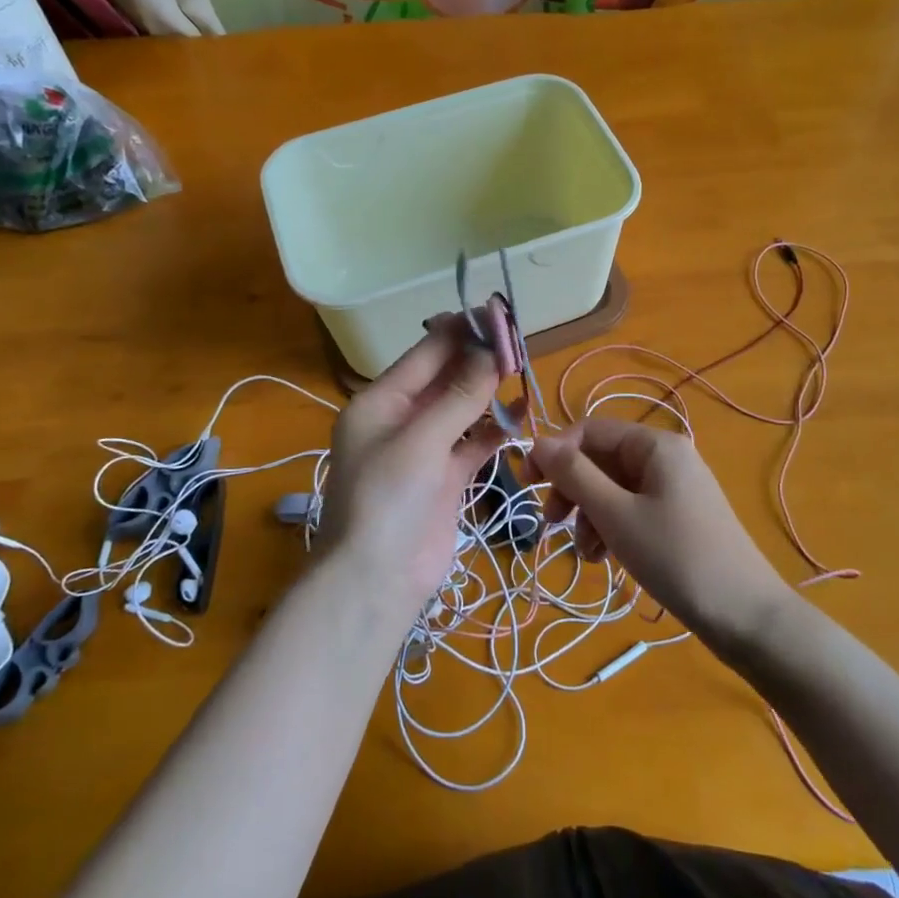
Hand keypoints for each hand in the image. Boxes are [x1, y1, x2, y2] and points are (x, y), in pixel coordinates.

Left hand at [317, 315, 503, 619]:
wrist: (376, 582)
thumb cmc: (386, 500)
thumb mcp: (420, 441)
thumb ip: (458, 396)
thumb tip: (490, 350)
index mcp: (380, 402)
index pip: (425, 354)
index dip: (461, 333)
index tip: (498, 316)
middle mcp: (401, 419)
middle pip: (444, 378)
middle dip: (478, 360)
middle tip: (519, 341)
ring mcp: (424, 449)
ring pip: (462, 409)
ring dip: (488, 392)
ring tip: (522, 369)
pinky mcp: (445, 478)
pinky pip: (474, 443)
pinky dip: (495, 430)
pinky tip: (522, 414)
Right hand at [531, 419, 795, 649]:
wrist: (744, 615)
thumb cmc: (675, 557)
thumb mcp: (616, 515)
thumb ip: (574, 475)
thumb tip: (538, 441)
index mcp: (655, 444)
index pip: (590, 431)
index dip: (555, 453)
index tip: (526, 484)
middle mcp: (666, 457)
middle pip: (601, 460)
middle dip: (573, 491)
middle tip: (553, 524)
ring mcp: (675, 487)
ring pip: (613, 488)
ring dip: (590, 516)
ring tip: (587, 555)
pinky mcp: (678, 516)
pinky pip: (632, 509)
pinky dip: (612, 528)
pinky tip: (605, 559)